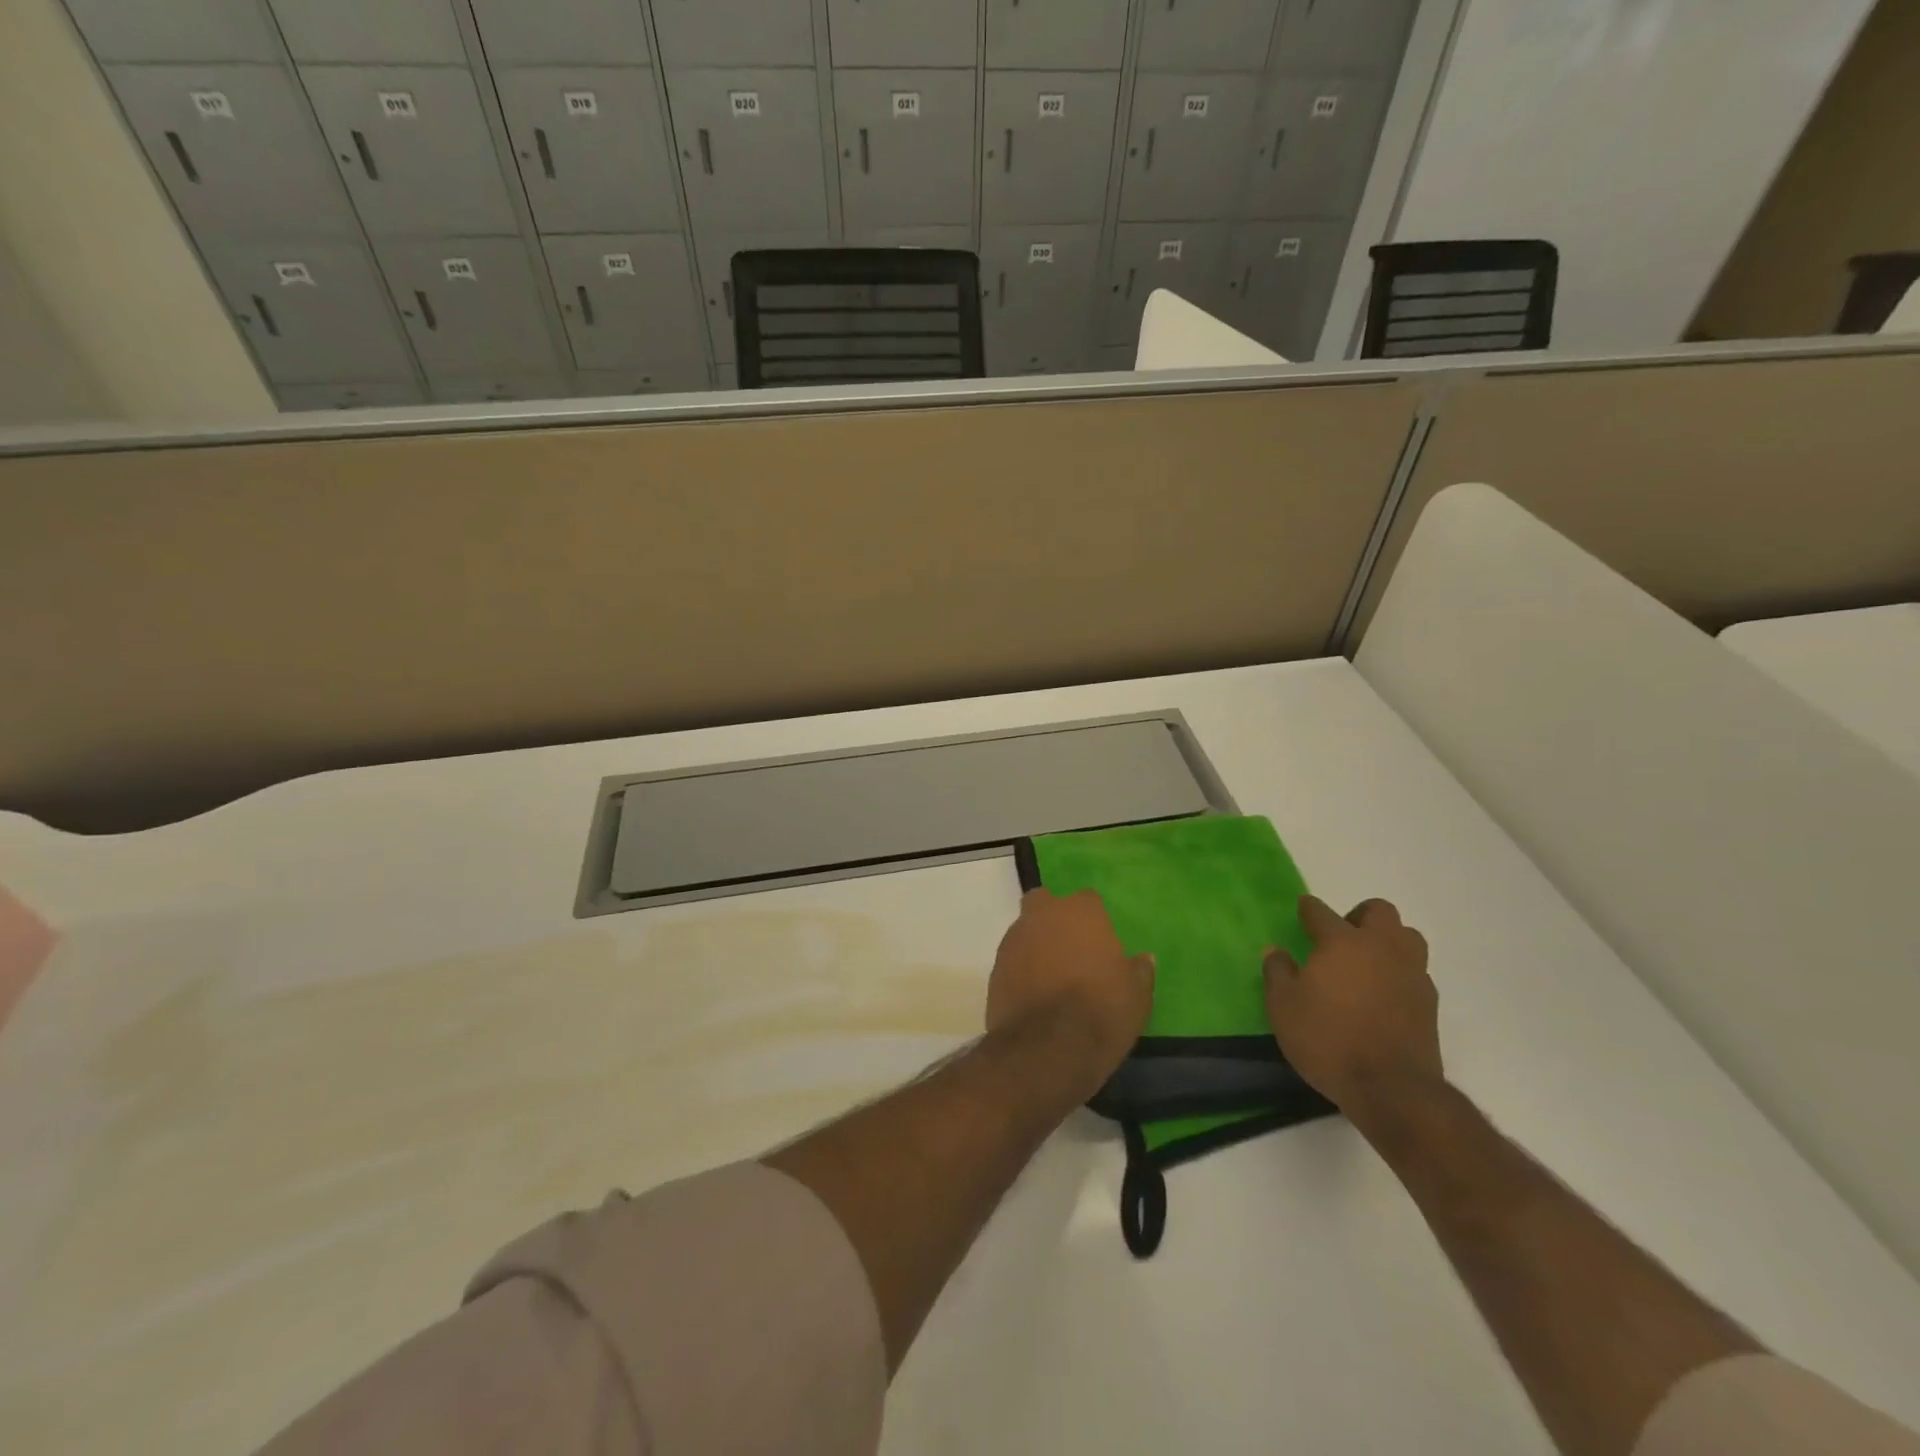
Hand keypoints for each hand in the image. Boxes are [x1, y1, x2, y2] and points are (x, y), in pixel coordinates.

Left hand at [987, 889, 1153, 1094]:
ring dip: (1035, 945)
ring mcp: (1014, 940)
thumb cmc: (1101, 1012)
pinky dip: (1020, 970)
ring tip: (1050, 976)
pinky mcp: (995, 968)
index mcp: (1081, 912)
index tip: (1101, 942)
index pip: (1088, 900)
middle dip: (1053, 918)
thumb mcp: (1137, 997)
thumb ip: (1139, 971)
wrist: (1046, 1048)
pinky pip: (1011, 960)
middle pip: (1044, 903)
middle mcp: (1043, 916)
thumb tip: (1144, 959)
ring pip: (1024, 930)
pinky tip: (1033, 994)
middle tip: (1069, 948)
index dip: (1093, 919)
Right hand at [1264, 895, 1440, 1121]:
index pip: (1321, 912)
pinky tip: (1382, 994)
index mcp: (1342, 942)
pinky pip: (1415, 971)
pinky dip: (1399, 972)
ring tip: (1367, 962)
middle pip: (1379, 911)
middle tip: (1341, 936)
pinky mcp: (1429, 1003)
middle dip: (1359, 915)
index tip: (1302, 908)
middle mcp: (1381, 948)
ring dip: (1388, 940)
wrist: (1392, 1089)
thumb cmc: (1328, 1040)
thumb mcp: (1283, 1007)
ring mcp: (1411, 974)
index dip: (1308, 908)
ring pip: (1407, 937)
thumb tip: (1276, 951)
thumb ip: (1277, 973)